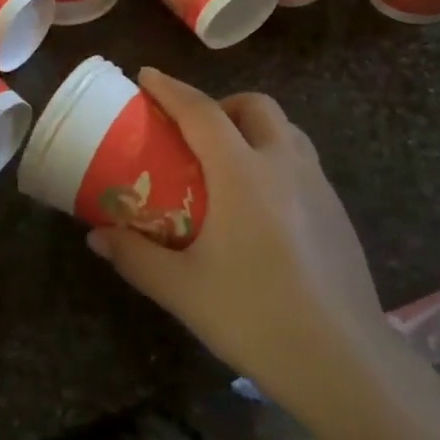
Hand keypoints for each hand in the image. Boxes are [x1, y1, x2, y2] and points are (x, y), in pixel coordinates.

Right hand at [87, 68, 391, 419]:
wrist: (343, 362)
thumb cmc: (255, 317)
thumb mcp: (182, 289)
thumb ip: (135, 256)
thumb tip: (96, 236)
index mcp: (242, 173)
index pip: (202, 112)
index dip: (171, 89)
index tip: (146, 77)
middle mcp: (284, 165)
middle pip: (255, 106)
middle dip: (221, 104)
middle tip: (194, 132)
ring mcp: (318, 186)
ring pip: (286, 130)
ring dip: (254, 128)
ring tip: (229, 161)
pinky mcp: (338, 212)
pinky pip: (303, 161)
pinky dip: (276, 157)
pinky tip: (263, 204)